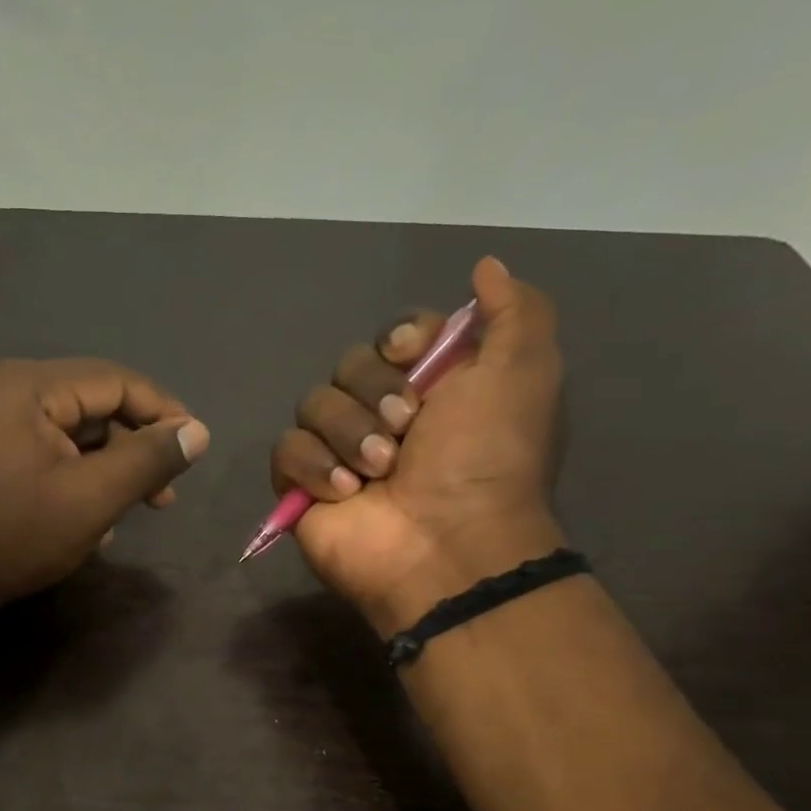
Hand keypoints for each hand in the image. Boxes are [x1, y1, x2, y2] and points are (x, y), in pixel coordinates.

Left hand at [0, 356, 209, 620]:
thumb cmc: (14, 536)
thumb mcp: (92, 499)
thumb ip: (149, 460)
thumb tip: (198, 432)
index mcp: (28, 385)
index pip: (115, 381)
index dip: (163, 412)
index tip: (195, 450)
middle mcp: (6, 389)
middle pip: (94, 406)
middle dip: (134, 449)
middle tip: (163, 497)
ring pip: (74, 433)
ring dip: (109, 469)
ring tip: (133, 512)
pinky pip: (49, 451)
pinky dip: (77, 478)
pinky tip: (93, 521)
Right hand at [270, 256, 565, 631]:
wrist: (446, 544)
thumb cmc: (488, 458)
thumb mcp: (525, 371)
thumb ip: (515, 310)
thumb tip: (485, 266)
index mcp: (435, 386)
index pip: (395, 334)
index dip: (400, 339)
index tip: (412, 355)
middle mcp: (385, 414)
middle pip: (349, 364)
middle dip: (374, 392)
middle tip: (405, 431)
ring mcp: (340, 452)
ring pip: (313, 404)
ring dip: (348, 434)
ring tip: (378, 472)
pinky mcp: (303, 487)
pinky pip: (285, 449)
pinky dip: (312, 466)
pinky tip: (343, 493)